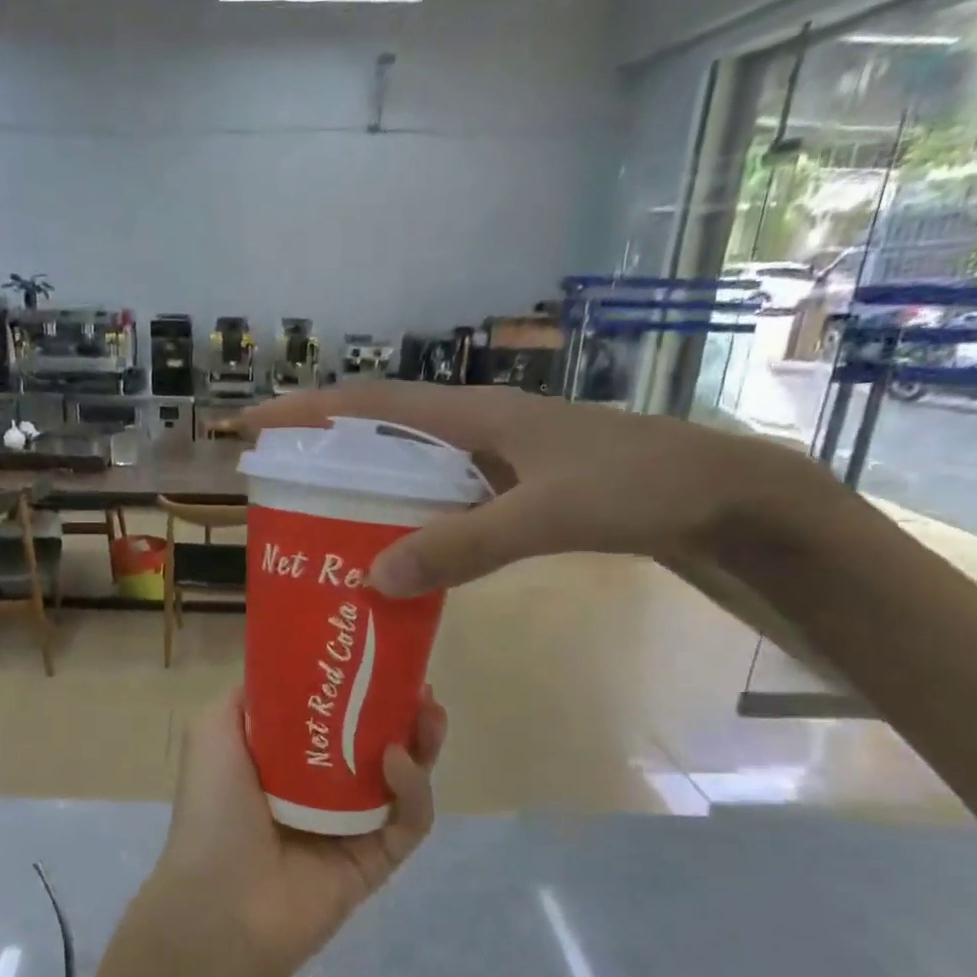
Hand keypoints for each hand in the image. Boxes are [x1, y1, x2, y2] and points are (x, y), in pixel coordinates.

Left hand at [148, 686, 446, 976]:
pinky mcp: (377, 860)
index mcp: (287, 759)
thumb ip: (248, 697)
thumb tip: (282, 668)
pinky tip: (399, 761)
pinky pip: (410, 820)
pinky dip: (413, 789)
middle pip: (377, 742)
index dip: (358, 687)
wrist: (220, 901)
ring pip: (404, 778)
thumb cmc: (214, 807)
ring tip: (428, 711)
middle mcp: (323, 788)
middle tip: (419, 686)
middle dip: (402, 711)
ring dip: (421, 742)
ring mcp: (353, 826)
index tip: (379, 659)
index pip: (335, 716)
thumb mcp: (213, 731)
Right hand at [243, 381, 819, 595]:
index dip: (308, 411)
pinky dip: (410, 518)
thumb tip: (374, 575)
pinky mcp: (514, 486)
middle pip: (381, 430)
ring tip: (321, 524)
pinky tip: (398, 551)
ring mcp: (496, 457)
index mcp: (473, 413)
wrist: (722, 494)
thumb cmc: (637, 485)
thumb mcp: (548, 513)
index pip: (370, 401)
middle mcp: (475, 427)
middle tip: (278, 489)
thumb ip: (464, 544)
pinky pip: (442, 497)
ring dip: (366, 488)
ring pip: (411, 466)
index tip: (253, 424)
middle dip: (325, 451)